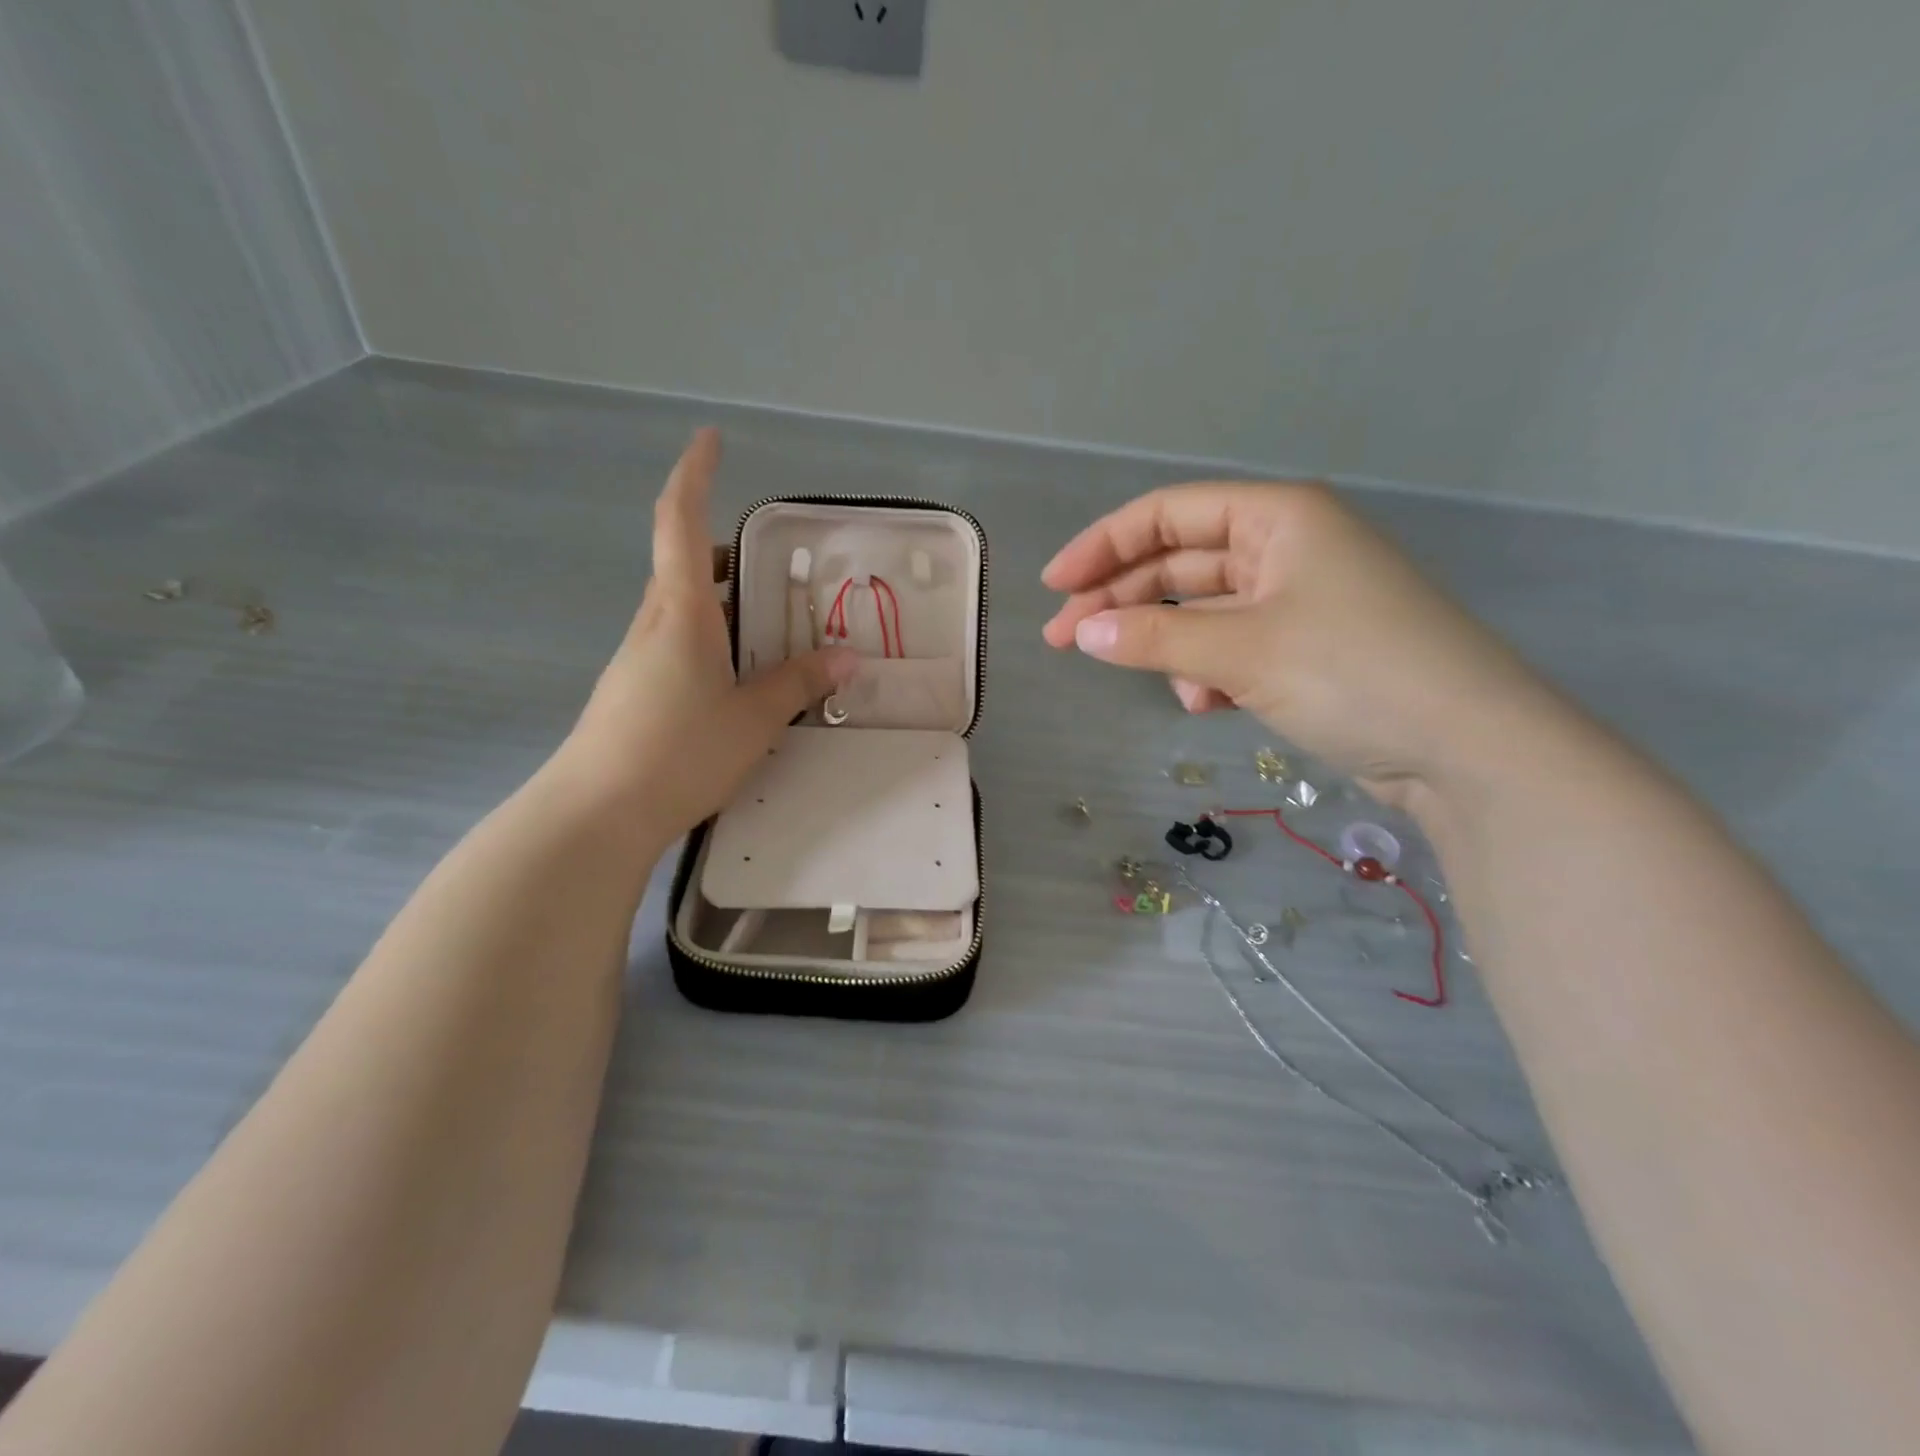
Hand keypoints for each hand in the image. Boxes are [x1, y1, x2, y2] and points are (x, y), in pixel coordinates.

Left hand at [557, 429, 854, 836]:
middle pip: (685, 565)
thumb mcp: (753, 718)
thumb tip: (848, 657)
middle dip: (730, 555)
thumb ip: (799, 683)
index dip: (695, 474)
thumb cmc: (678, 751)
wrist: (597, 812)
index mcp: (681, 611)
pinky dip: (713, 641)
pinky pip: (679, 645)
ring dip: (725, 604)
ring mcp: (639, 657)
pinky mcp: (634, 690)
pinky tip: (741, 681)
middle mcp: (654, 622)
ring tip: (775, 631)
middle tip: (781, 572)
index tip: (711, 439)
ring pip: (684, 609)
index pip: (681, 522)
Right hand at [1041, 481, 1565, 808]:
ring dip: (1172, 649)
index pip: (1167, 515)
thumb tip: (1082, 634)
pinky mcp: (1306, 649)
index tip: (1054, 587)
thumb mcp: (1242, 651)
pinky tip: (1209, 705)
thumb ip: (1154, 640)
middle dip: (1121, 603)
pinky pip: (1232, 648)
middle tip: (1062, 640)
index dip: (1103, 546)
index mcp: (1277, 518)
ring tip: (1172, 689)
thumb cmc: (1354, 672)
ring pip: (1203, 613)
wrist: (1468, 749)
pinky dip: (1210, 674)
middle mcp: (1286, 548)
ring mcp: (1298, 600)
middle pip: (1179, 565)